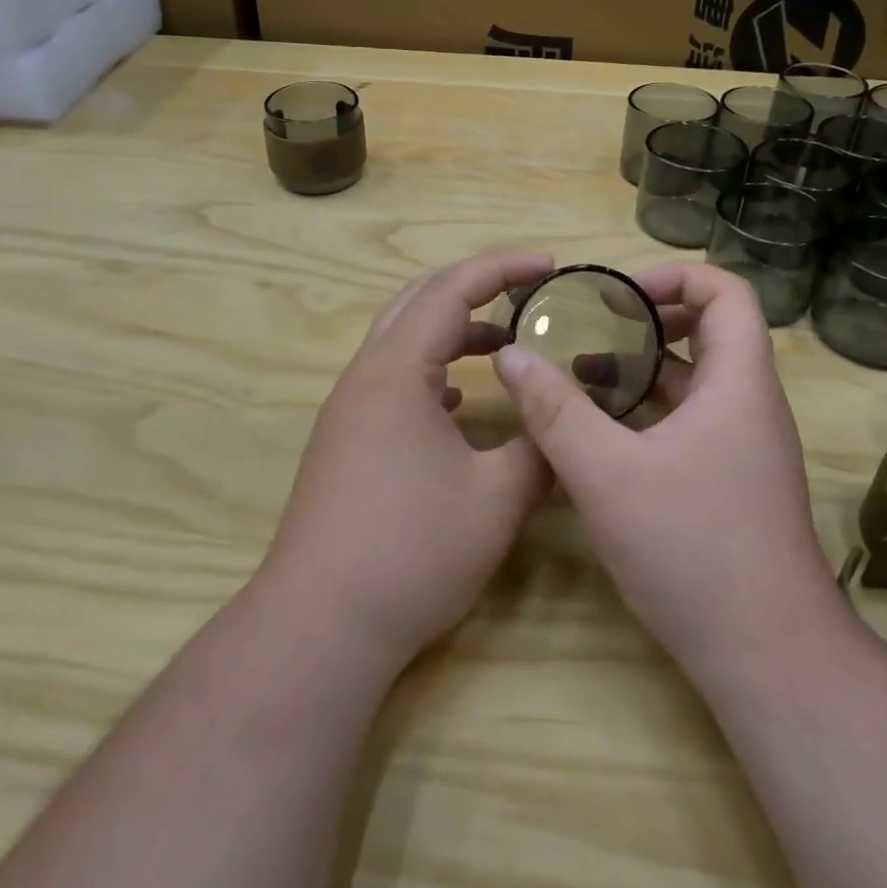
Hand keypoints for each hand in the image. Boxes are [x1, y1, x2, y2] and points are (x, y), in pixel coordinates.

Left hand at [255, 250, 554, 671]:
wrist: (321, 622)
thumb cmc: (411, 550)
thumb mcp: (497, 498)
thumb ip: (540, 447)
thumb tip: (564, 423)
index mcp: (396, 369)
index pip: (452, 290)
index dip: (503, 268)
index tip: (549, 265)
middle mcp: (365, 375)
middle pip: (419, 300)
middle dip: (475, 286)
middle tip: (527, 291)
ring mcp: (350, 408)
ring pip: (403, 340)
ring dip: (452, 330)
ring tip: (504, 344)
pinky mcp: (346, 439)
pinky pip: (393, 379)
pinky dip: (431, 368)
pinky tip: (459, 399)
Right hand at [493, 263, 844, 681]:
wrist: (766, 658)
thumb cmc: (692, 551)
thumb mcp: (606, 475)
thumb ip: (554, 410)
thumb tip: (510, 354)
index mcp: (738, 383)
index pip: (727, 291)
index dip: (674, 275)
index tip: (619, 294)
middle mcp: (749, 403)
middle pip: (709, 329)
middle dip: (648, 317)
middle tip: (591, 323)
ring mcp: (743, 444)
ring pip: (695, 377)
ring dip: (643, 364)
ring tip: (583, 368)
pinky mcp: (731, 477)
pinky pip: (690, 417)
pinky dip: (648, 406)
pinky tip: (601, 428)